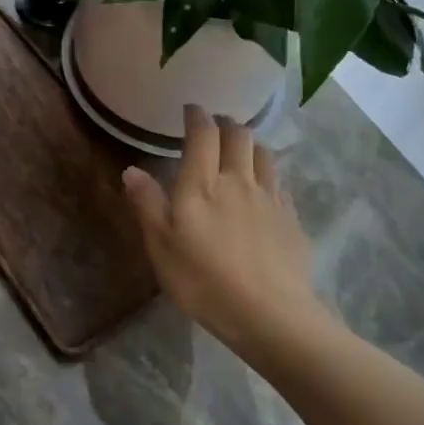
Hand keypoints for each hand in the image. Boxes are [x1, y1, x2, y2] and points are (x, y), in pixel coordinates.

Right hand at [121, 105, 331, 358]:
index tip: (191, 110)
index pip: (203, 135)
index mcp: (202, 184)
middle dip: (227, 124)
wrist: (270, 315)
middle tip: (216, 125)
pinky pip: (280, 183)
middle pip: (239, 136)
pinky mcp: (291, 220)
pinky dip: (269, 174)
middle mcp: (238, 180)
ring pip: (264, 155)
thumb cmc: (204, 281)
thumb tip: (132, 170)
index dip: (197, 117)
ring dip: (251, 144)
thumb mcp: (161, 246)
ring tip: (242, 149)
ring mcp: (270, 199)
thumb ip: (147, 204)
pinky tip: (265, 188)